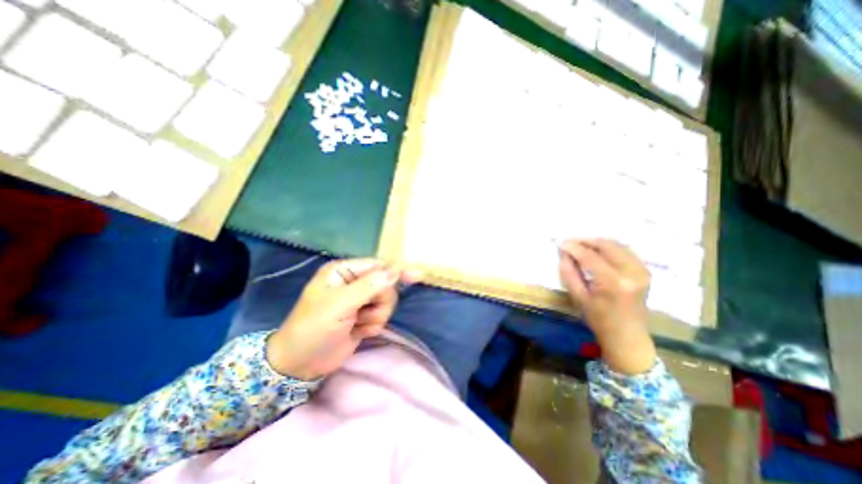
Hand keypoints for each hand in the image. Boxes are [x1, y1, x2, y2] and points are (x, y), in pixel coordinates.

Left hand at [268, 258, 418, 379]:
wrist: (300, 365)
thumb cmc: (312, 329)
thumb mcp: (339, 305)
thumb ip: (369, 286)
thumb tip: (395, 270)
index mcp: (344, 271)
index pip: (377, 265)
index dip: (396, 271)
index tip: (416, 276)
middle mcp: (354, 282)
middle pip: (385, 285)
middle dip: (378, 302)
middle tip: (361, 314)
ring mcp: (360, 300)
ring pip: (386, 302)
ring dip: (375, 316)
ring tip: (357, 325)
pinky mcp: (365, 316)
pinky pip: (383, 316)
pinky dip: (373, 326)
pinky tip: (357, 332)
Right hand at [556, 240, 656, 375]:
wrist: (627, 336)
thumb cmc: (599, 319)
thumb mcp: (578, 297)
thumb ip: (569, 273)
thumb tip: (564, 253)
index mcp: (613, 283)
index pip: (590, 256)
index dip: (574, 247)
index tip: (561, 243)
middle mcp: (631, 273)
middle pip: (606, 245)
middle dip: (586, 241)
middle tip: (571, 242)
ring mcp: (641, 271)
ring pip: (617, 245)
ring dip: (597, 242)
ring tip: (581, 245)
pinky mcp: (644, 271)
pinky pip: (625, 251)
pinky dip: (609, 247)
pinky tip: (598, 251)